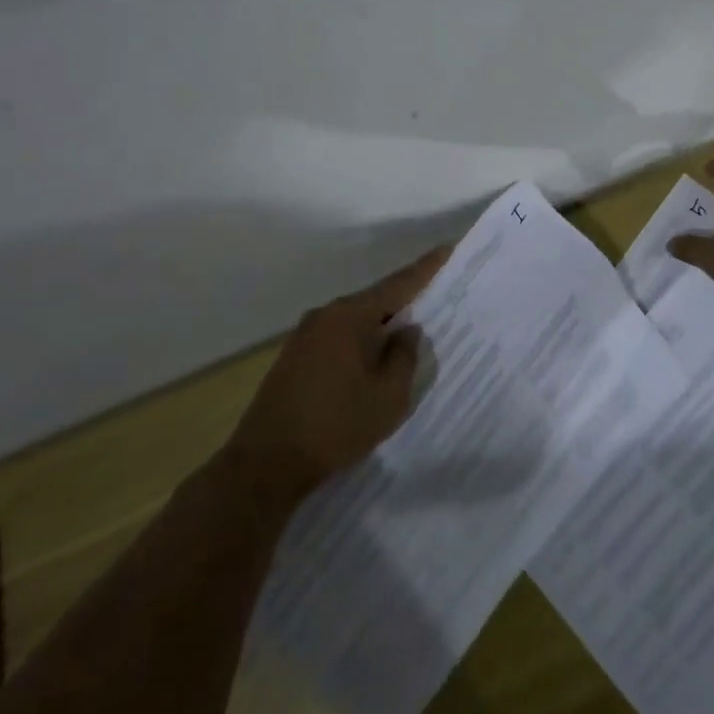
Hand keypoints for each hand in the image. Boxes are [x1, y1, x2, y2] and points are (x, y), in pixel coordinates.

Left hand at [226, 246, 448, 496]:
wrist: (265, 464)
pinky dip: (360, 343)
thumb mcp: (388, 396)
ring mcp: (305, 335)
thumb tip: (406, 331)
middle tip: (435, 301)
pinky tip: (372, 362)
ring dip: (380, 327)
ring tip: (408, 336)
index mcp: (351, 315)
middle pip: (376, 300)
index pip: (399, 283)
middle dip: (405, 302)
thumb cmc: (336, 425)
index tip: (447, 248)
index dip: (426, 267)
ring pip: (356, 321)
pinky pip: (339, 338)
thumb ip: (405, 356)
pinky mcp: (294, 357)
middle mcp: (326, 315)